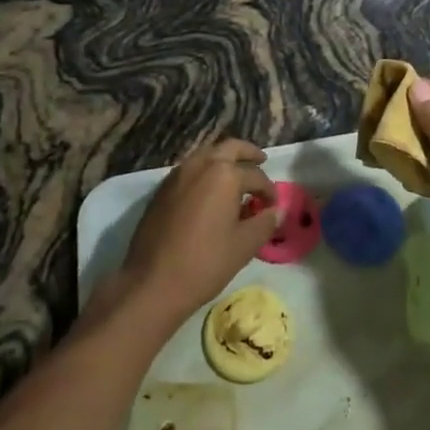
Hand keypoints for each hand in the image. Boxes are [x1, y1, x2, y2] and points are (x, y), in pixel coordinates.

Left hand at [109, 138, 281, 331]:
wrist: (152, 282)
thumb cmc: (205, 262)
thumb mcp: (244, 245)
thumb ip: (264, 223)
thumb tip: (277, 210)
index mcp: (224, 174)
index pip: (256, 175)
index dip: (269, 190)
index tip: (274, 205)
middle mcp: (201, 164)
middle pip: (230, 148)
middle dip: (248, 153)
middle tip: (261, 161)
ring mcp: (178, 174)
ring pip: (207, 154)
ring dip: (224, 159)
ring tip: (236, 176)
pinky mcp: (162, 188)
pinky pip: (190, 168)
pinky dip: (205, 170)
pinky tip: (210, 191)